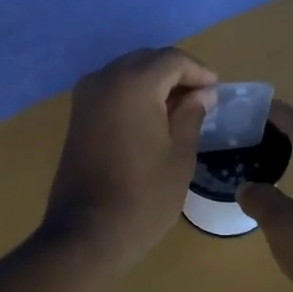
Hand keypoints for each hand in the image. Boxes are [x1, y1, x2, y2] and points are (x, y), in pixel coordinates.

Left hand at [42, 47, 217, 269]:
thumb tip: (202, 94)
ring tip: (179, 109)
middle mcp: (105, 79)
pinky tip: (151, 117)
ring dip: (153, 82)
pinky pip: (111, 89)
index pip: (171, 59)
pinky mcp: (77, 115)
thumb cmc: (143, 197)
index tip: (216, 90)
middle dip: (175, 73)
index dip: (198, 70)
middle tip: (201, 98)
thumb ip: (191, 116)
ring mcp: (86, 96)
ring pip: (126, 72)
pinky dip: (133, 94)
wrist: (87, 232)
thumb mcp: (180, 156)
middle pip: (146, 60)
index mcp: (134, 84)